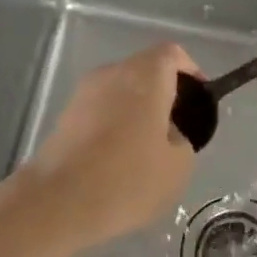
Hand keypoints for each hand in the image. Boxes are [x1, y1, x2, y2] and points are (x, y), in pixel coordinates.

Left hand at [21, 42, 201, 244]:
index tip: (198, 101)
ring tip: (147, 151)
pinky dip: (114, 126)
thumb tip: (168, 134)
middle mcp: (112, 73)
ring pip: (121, 92)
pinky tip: (118, 162)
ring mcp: (83, 93)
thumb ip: (182, 139)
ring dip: (137, 112)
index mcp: (145, 75)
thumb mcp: (178, 166)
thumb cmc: (128, 178)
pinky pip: (101, 111)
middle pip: (145, 70)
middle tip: (176, 130)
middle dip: (164, 94)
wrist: (57, 203)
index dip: (191, 72)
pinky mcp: (64, 117)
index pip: (173, 54)